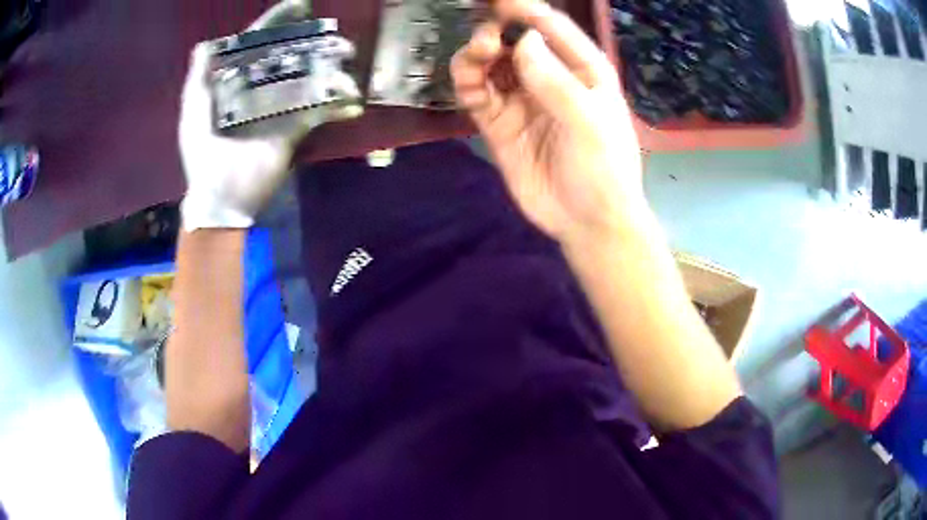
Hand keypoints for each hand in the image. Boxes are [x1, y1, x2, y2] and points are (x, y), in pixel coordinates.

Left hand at [179, 0, 361, 230]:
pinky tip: (350, 95)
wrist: (221, 194)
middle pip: (290, 57)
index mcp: (237, 83)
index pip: (258, 45)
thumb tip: (206, 43)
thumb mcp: (194, 110)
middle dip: (311, 42)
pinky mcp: (296, 129)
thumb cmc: (202, 152)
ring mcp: (281, 109)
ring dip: (329, 65)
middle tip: (331, 32)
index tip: (300, 5)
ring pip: (309, 78)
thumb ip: (199, 76)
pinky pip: (320, 111)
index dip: (276, 24)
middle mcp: (261, 90)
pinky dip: (337, 103)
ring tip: (345, 55)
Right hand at [451, 1, 644, 243]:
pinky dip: (468, 84)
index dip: (525, 9)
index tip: (497, 0)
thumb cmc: (604, 171)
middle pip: (515, 41)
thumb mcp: (590, 124)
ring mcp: (523, 99)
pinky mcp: (500, 123)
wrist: (587, 222)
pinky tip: (468, 84)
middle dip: (495, 33)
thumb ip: (557, 82)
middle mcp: (550, 77)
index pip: (552, 27)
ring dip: (477, 56)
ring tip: (475, 59)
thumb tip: (523, 41)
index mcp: (583, 70)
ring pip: (491, 64)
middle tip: (484, 41)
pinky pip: (478, 94)